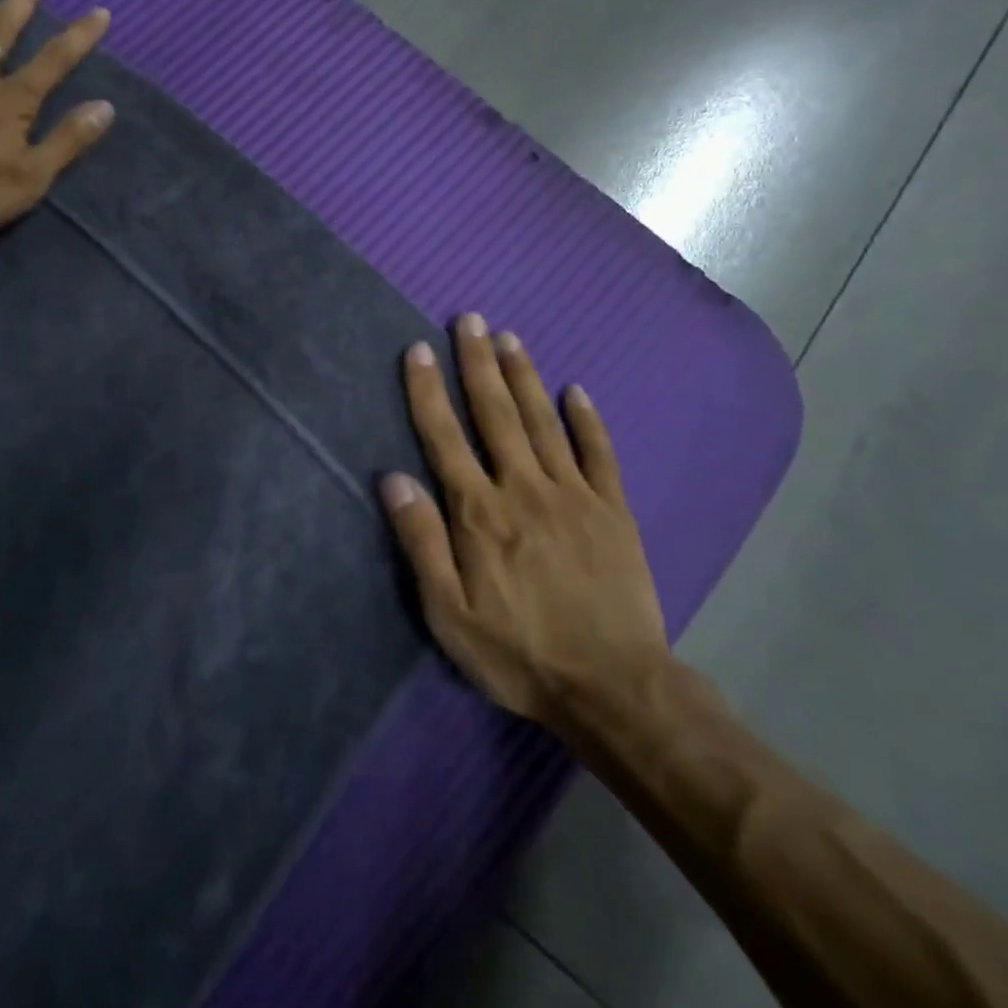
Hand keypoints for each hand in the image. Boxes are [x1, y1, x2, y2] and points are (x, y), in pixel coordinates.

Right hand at [380, 313, 670, 730]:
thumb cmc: (518, 652)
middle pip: (495, 414)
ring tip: (509, 338)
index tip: (418, 349)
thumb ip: (421, 542)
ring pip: (543, 422)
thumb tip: (393, 479)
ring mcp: (573, 495)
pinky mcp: (613, 511)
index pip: (445, 437)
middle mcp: (523, 488)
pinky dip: (587, 420)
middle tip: (469, 319)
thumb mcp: (448, 612)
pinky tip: (576, 391)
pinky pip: (599, 454)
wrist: (615, 688)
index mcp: (479, 512)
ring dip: (523, 377)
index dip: (428, 390)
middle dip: (477, 363)